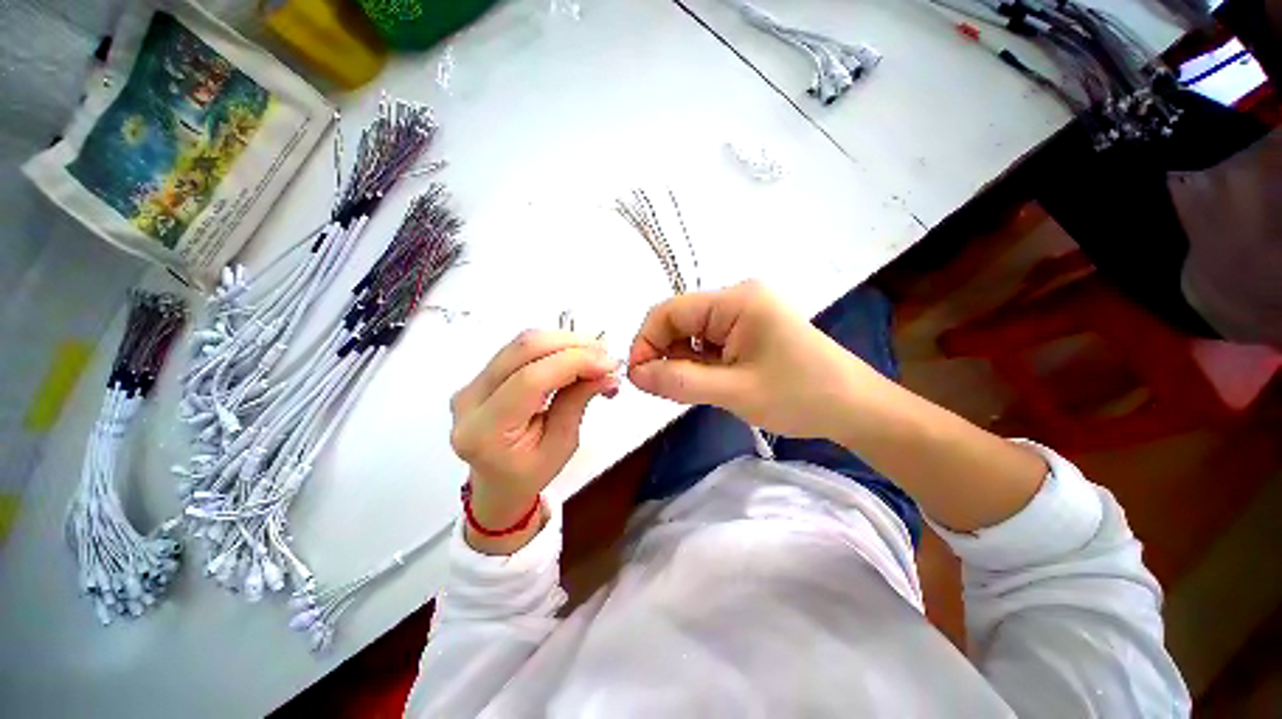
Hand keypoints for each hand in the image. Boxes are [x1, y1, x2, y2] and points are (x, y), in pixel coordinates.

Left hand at [450, 330, 618, 548]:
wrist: (496, 484)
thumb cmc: (530, 475)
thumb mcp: (562, 446)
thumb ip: (578, 402)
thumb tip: (606, 371)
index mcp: (484, 432)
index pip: (530, 380)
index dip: (573, 363)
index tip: (608, 364)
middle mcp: (469, 401)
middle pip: (522, 351)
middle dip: (571, 345)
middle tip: (605, 355)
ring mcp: (470, 384)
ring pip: (521, 343)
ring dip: (564, 342)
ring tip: (595, 355)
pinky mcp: (479, 375)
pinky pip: (519, 350)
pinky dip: (553, 347)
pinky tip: (574, 356)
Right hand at [627, 280, 885, 440]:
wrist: (855, 408)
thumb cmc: (800, 396)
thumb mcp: (733, 391)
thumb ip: (679, 381)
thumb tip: (634, 375)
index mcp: (736, 300)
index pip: (670, 311)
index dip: (646, 342)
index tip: (638, 377)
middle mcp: (738, 298)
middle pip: (681, 321)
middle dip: (665, 354)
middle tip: (662, 391)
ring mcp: (746, 314)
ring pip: (693, 334)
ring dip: (683, 361)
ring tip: (690, 390)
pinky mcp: (751, 330)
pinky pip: (711, 343)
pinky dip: (700, 363)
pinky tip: (707, 384)